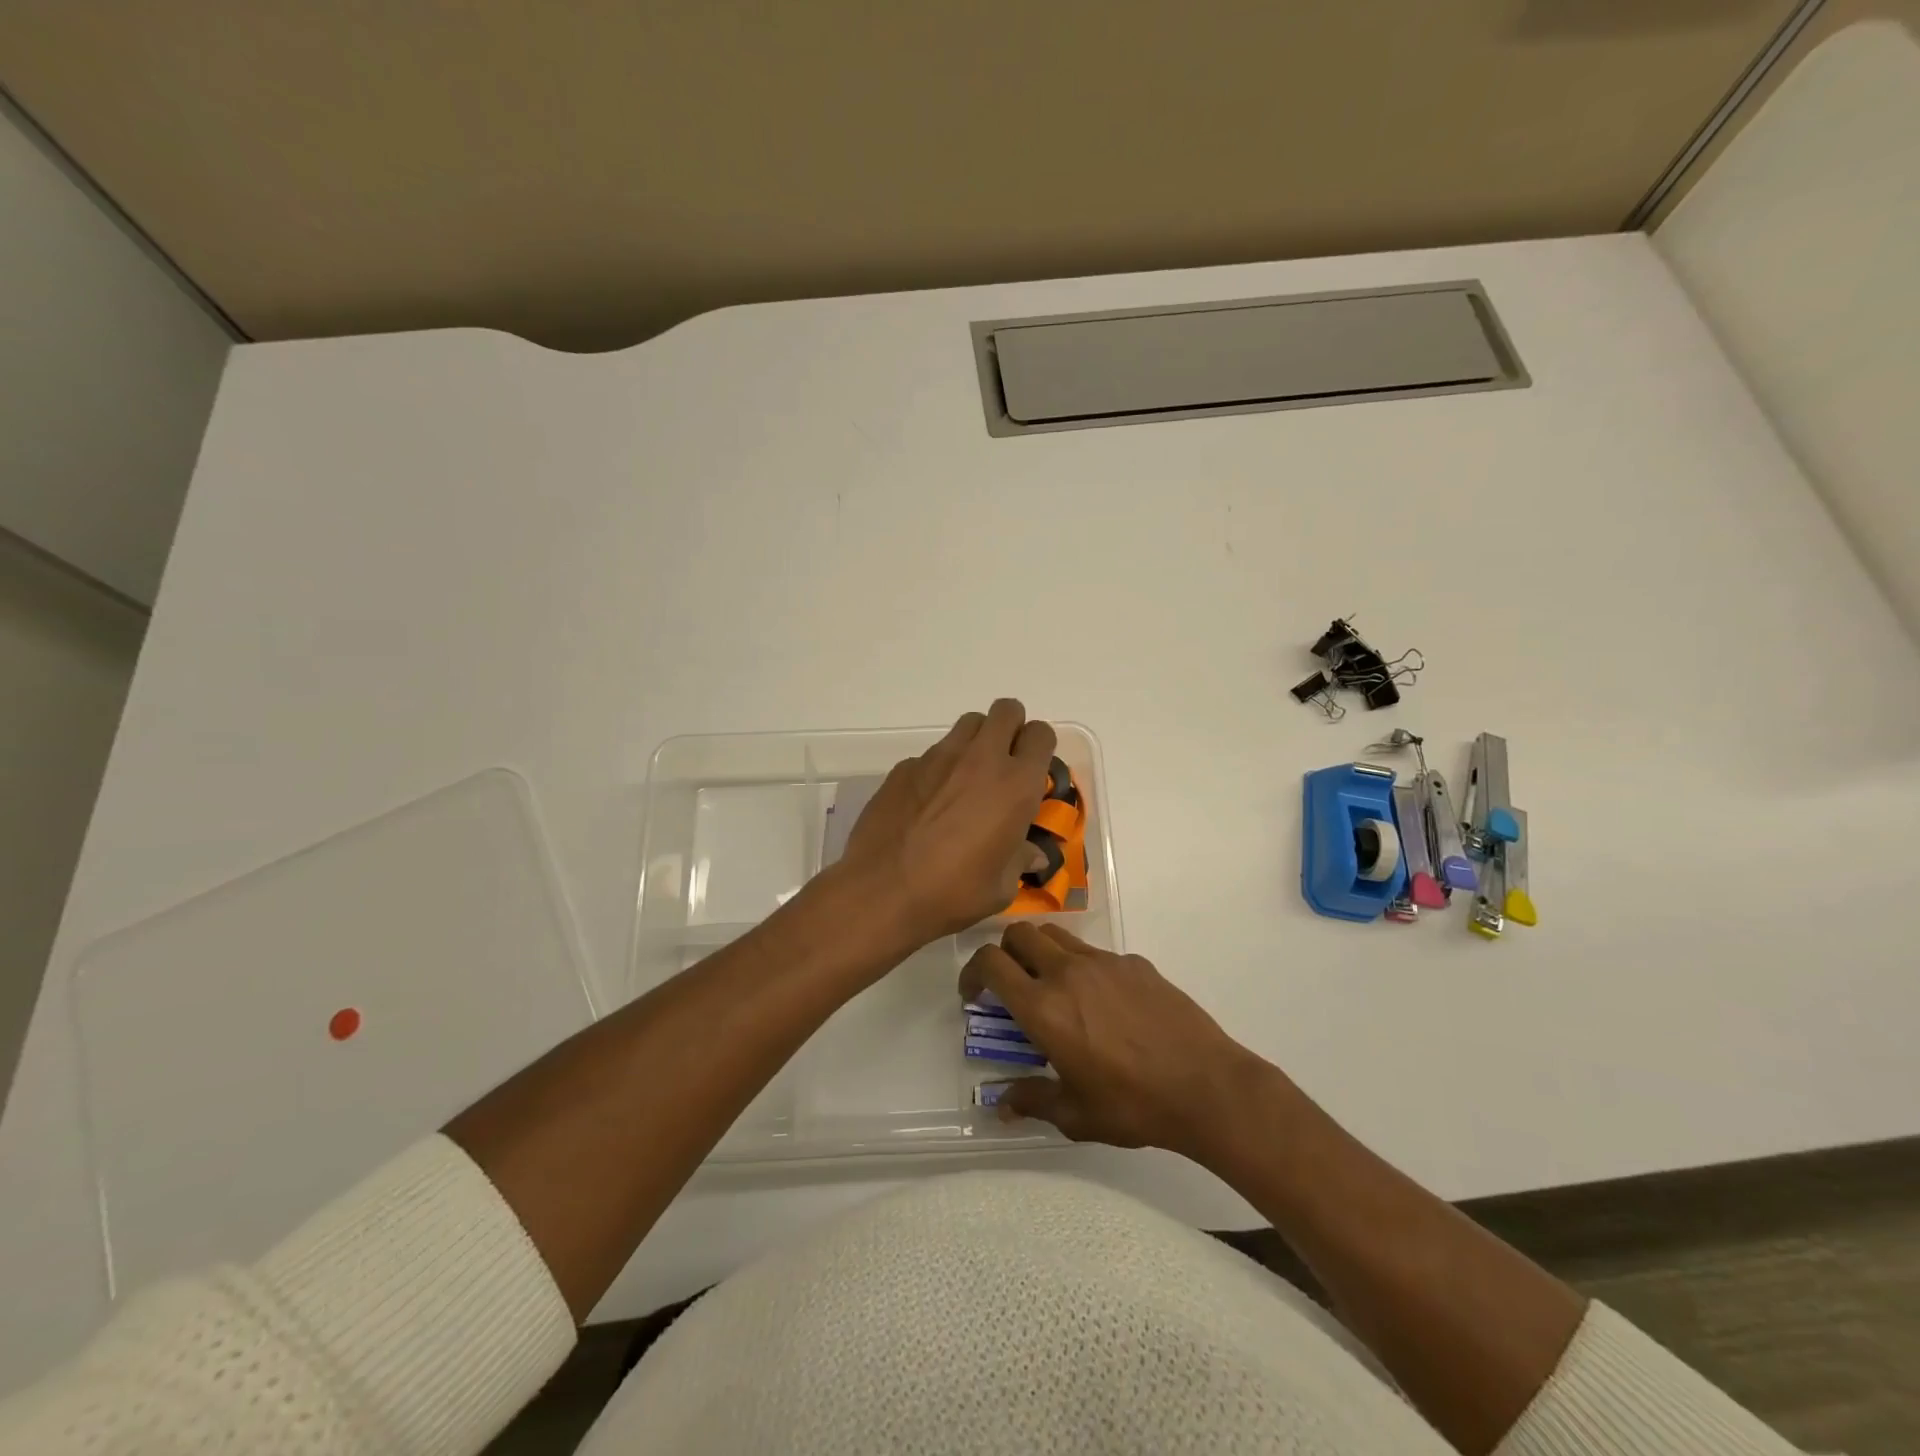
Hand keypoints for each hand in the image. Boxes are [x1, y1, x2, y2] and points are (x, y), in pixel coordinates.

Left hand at [841, 700, 1056, 944]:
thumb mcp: (1001, 887)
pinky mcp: (906, 766)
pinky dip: (939, 768)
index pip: (1041, 734)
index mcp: (1016, 785)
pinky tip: (928, 802)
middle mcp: (981, 759)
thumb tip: (1034, 854)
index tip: (1033, 770)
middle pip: (1007, 710)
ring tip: (967, 778)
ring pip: (969, 724)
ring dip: (977, 741)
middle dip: (1011, 729)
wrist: (883, 889)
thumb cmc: (954, 891)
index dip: (1039, 747)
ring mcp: (939, 757)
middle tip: (1004, 763)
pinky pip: (933, 753)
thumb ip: (1020, 860)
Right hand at [959, 923, 1275, 1159]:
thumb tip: (1002, 1106)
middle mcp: (1067, 972)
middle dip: (1005, 952)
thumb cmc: (1133, 1105)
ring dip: (1041, 952)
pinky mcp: (1134, 962)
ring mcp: (1103, 962)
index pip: (990, 964)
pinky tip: (1103, 1004)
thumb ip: (1033, 1101)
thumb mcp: (1075, 1114)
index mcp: (1043, 1007)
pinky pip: (1095, 952)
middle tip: (1011, 984)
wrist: (1206, 1086)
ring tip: (1053, 987)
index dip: (972, 972)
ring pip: (1056, 935)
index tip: (973, 994)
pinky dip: (1083, 967)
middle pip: (1019, 934)